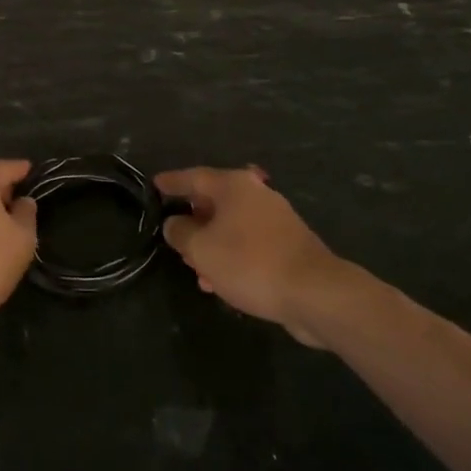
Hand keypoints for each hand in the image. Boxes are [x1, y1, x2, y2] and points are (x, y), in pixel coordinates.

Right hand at [155, 167, 348, 344]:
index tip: (155, 185)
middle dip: (193, 221)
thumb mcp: (201, 249)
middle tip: (175, 237)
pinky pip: (249, 246)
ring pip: (232, 227)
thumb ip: (180, 233)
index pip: (193, 176)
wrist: (315, 294)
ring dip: (212, 246)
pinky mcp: (288, 246)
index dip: (172, 182)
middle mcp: (256, 195)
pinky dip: (232, 258)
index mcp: (234, 186)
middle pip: (215, 202)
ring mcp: (276, 220)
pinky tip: (222, 283)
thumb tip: (175, 224)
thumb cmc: (250, 263)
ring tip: (196, 270)